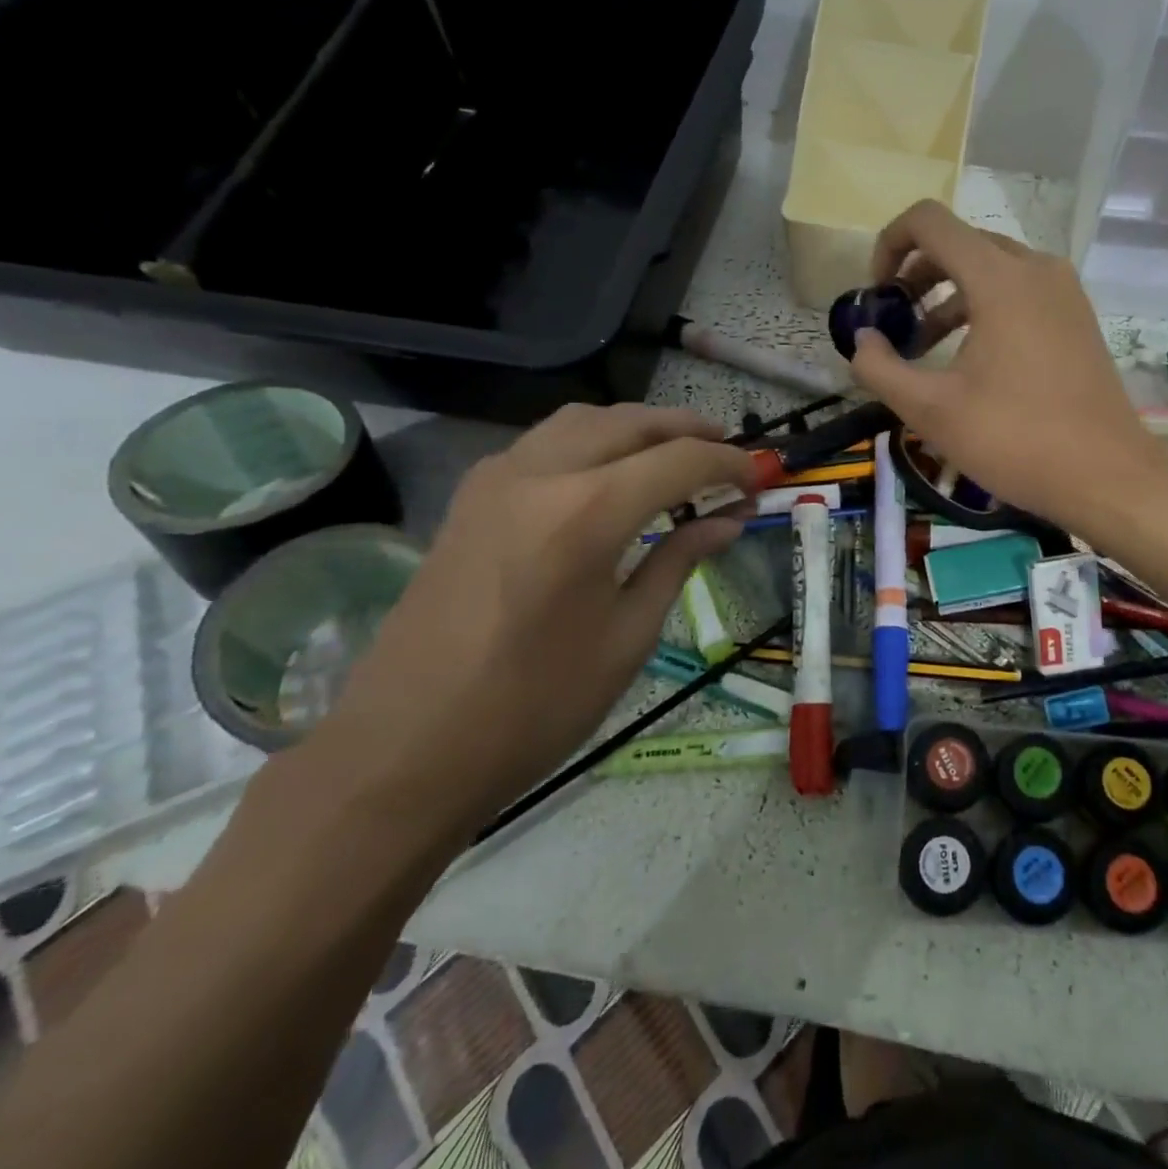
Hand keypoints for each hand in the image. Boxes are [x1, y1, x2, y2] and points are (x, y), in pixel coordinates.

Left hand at [297, 404, 758, 849]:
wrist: (406, 749)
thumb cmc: (534, 706)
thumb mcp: (627, 636)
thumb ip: (679, 561)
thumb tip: (727, 521)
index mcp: (587, 512)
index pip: (681, 460)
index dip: (731, 464)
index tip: (761, 479)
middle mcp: (540, 473)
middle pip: (633, 422)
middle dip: (690, 430)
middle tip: (730, 456)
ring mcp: (497, 477)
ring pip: (585, 419)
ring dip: (640, 427)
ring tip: (676, 455)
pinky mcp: (472, 495)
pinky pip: (547, 440)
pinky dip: (594, 440)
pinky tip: (611, 474)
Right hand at [847, 199, 1163, 526]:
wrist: (1106, 474)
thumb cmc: (1015, 439)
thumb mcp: (932, 410)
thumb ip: (881, 369)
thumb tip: (861, 341)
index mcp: (1000, 278)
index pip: (929, 221)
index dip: (889, 245)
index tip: (878, 295)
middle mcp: (1036, 268)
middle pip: (961, 244)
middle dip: (917, 277)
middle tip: (896, 326)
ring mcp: (1064, 292)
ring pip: (992, 269)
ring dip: (949, 297)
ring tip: (924, 349)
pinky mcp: (1078, 318)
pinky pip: (1020, 292)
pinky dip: (985, 309)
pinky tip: (972, 360)